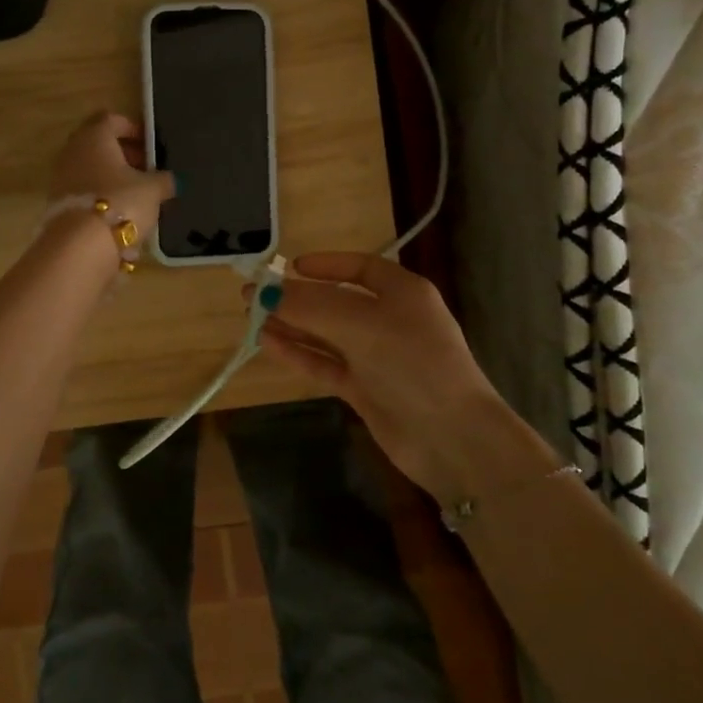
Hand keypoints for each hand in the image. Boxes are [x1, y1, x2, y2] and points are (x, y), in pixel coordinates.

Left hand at [48, 111, 175, 239]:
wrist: (80, 245)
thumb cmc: (121, 202)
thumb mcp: (153, 190)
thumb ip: (163, 180)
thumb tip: (170, 180)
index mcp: (95, 137)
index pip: (112, 119)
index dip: (132, 128)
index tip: (150, 144)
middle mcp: (73, 151)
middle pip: (98, 143)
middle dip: (122, 153)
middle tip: (145, 168)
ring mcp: (61, 177)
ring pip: (90, 167)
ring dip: (111, 176)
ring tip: (135, 193)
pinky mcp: (57, 203)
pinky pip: (83, 189)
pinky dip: (100, 194)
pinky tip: (119, 210)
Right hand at [259, 253, 556, 501]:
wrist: (452, 437)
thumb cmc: (412, 362)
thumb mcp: (359, 323)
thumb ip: (309, 306)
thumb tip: (263, 293)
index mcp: (402, 292)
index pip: (360, 267)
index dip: (325, 265)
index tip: (289, 268)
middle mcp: (390, 320)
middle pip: (336, 301)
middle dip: (297, 298)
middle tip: (253, 297)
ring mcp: (377, 357)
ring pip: (326, 334)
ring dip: (292, 326)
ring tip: (250, 319)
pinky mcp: (366, 389)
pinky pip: (326, 364)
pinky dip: (299, 353)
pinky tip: (268, 344)